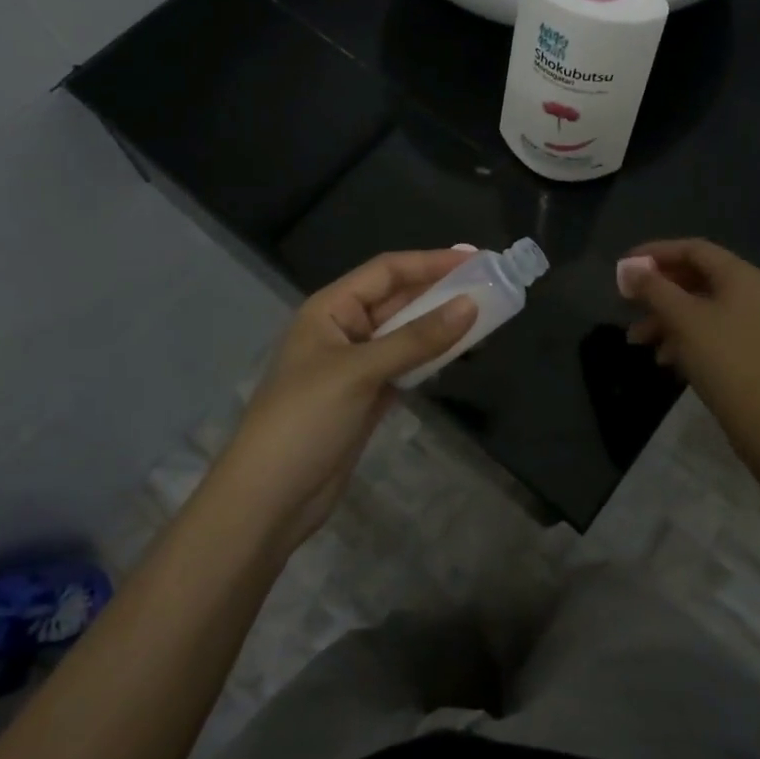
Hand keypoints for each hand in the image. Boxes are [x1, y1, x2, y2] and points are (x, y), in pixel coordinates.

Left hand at [210, 250, 477, 555]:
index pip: (387, 271)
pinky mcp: (367, 397)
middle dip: (441, 291)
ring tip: (486, 316)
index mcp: (330, 309)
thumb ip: (416, 339)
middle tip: (490, 285)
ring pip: (406, 334)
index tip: (477, 259)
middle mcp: (344, 330)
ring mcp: (356, 366)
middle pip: (399, 299)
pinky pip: (406, 366)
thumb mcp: (359, 372)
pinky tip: (460, 353)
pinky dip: (431, 358)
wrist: (268, 499)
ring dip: (440, 325)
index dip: (431, 262)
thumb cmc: (305, 420)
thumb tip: (471, 305)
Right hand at [619, 238, 759, 482]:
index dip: (656, 253)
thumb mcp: (682, 319)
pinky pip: (709, 329)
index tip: (625, 265)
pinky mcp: (748, 348)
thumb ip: (653, 289)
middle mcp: (750, 291)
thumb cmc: (723, 359)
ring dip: (665, 318)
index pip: (693, 249)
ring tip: (637, 340)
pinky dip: (683, 336)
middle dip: (657, 291)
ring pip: (699, 307)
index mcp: (740, 275)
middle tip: (627, 302)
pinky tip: (663, 358)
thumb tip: (629, 269)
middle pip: (695, 277)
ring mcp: (752, 321)